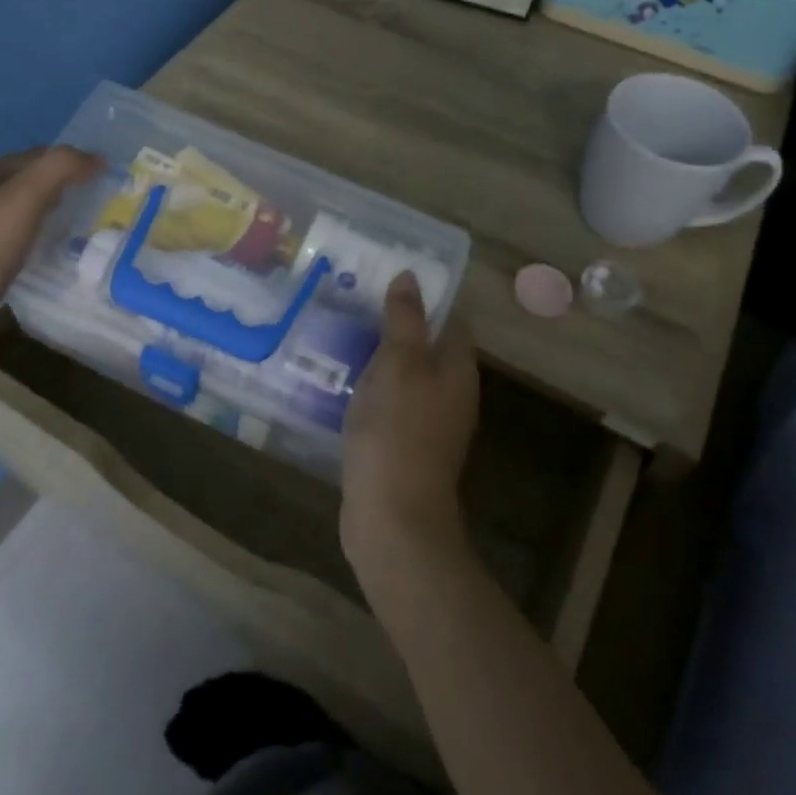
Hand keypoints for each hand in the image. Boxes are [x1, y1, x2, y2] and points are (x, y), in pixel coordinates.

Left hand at [0, 146, 100, 358]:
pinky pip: (16, 250)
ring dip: (50, 221)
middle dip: (60, 190)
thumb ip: (59, 170)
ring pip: (21, 220)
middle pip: (25, 187)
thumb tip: (96, 158)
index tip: (102, 174)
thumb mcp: (24, 199)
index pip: (32, 157)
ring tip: (84, 232)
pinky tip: (54, 262)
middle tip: (99, 203)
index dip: (66, 159)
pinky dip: (39, 249)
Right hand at [340, 273, 479, 588]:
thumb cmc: (398, 432)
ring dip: (377, 357)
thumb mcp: (400, 365)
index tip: (386, 277)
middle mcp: (450, 395)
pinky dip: (368, 389)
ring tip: (338, 333)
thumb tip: (411, 276)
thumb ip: (405, 319)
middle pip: (425, 348)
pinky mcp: (401, 447)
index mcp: (457, 371)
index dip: (424, 296)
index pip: (449, 321)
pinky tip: (338, 381)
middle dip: (394, 325)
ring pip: (403, 377)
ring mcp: (427, 424)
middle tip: (353, 301)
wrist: (393, 518)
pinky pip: (387, 404)